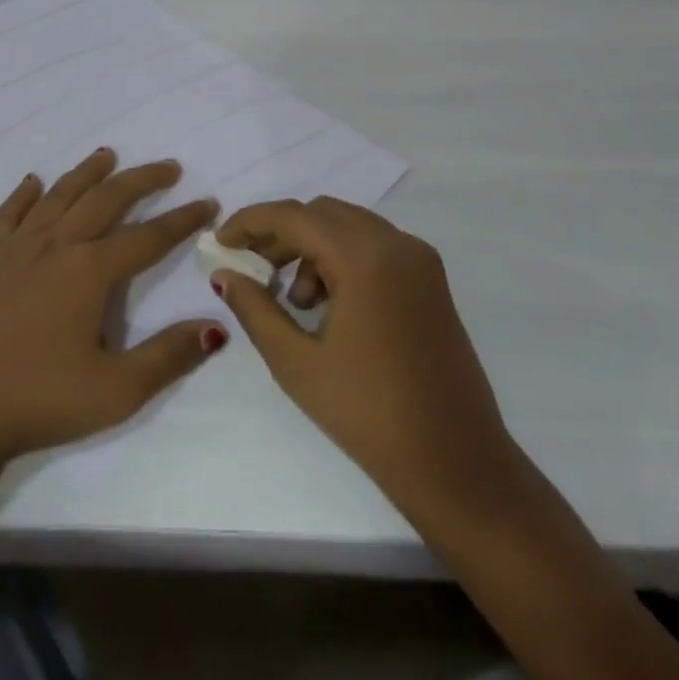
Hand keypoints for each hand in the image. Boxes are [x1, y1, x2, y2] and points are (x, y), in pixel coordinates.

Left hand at [0, 149, 225, 471]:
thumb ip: (169, 355)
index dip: (182, 220)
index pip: (147, 237)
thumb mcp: (117, 391)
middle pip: (105, 200)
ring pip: (58, 196)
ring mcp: (15, 248)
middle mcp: (55, 245)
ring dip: (87, 173)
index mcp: (89, 271)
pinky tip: (33, 181)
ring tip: (107, 155)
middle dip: (141, 180)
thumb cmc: (40, 402)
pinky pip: (8, 213)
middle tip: (169, 167)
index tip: (207, 203)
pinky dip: (24, 194)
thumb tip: (216, 325)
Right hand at [213, 197, 533, 541]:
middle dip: (280, 234)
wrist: (459, 466)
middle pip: (322, 214)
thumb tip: (225, 275)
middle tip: (251, 267)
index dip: (250, 223)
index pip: (294, 216)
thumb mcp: (296, 362)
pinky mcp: (431, 282)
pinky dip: (341, 259)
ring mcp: (421, 261)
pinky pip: (374, 247)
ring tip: (293, 300)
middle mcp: (397, 244)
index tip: (220, 242)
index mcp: (365, 257)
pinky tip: (328, 306)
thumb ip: (254, 308)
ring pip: (349, 227)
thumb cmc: (369, 414)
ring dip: (311, 247)